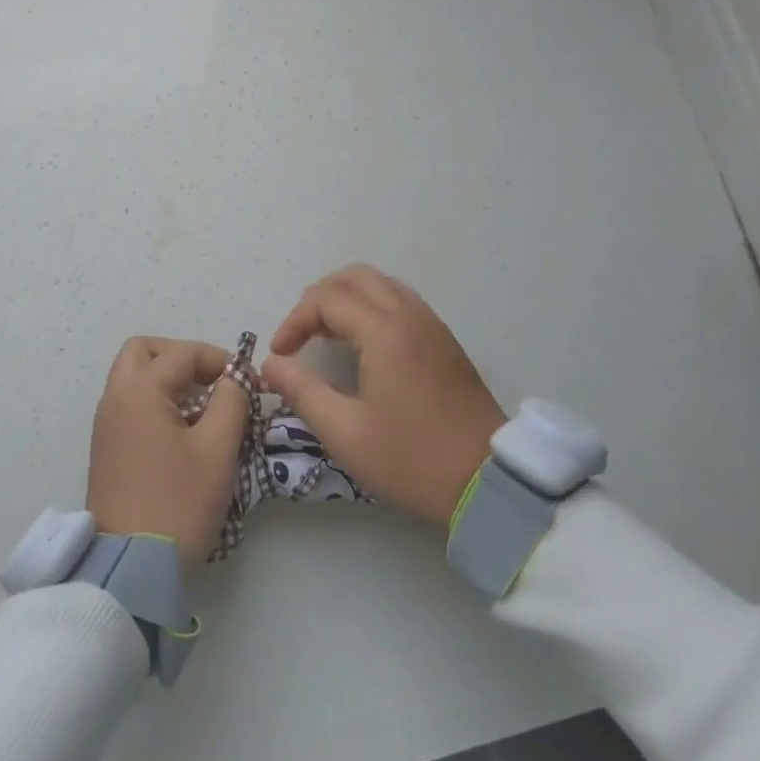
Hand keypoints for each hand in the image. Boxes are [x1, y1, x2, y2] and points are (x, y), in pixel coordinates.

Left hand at [87, 337, 248, 567]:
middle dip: (181, 357)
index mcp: (139, 391)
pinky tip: (184, 432)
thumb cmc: (178, 502)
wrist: (130, 567)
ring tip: (204, 409)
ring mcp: (106, 424)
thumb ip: (231, 401)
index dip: (219, 360)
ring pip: (134, 378)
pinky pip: (130, 405)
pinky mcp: (106, 448)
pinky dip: (156, 402)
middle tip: (212, 381)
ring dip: (168, 380)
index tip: (248, 383)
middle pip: (144, 352)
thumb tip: (234, 378)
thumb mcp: (217, 449)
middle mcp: (115, 398)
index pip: (182, 353)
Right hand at [262, 266, 503, 527]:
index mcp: (385, 331)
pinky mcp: (444, 340)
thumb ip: (302, 392)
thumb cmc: (412, 459)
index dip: (294, 321)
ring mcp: (431, 325)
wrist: (489, 482)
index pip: (326, 300)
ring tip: (325, 336)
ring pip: (380, 285)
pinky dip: (371, 307)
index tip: (280, 355)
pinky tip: (361, 344)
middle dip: (318, 299)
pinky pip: (399, 301)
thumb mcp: (345, 433)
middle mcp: (409, 315)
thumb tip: (270, 365)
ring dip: (345, 299)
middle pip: (354, 277)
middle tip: (300, 336)